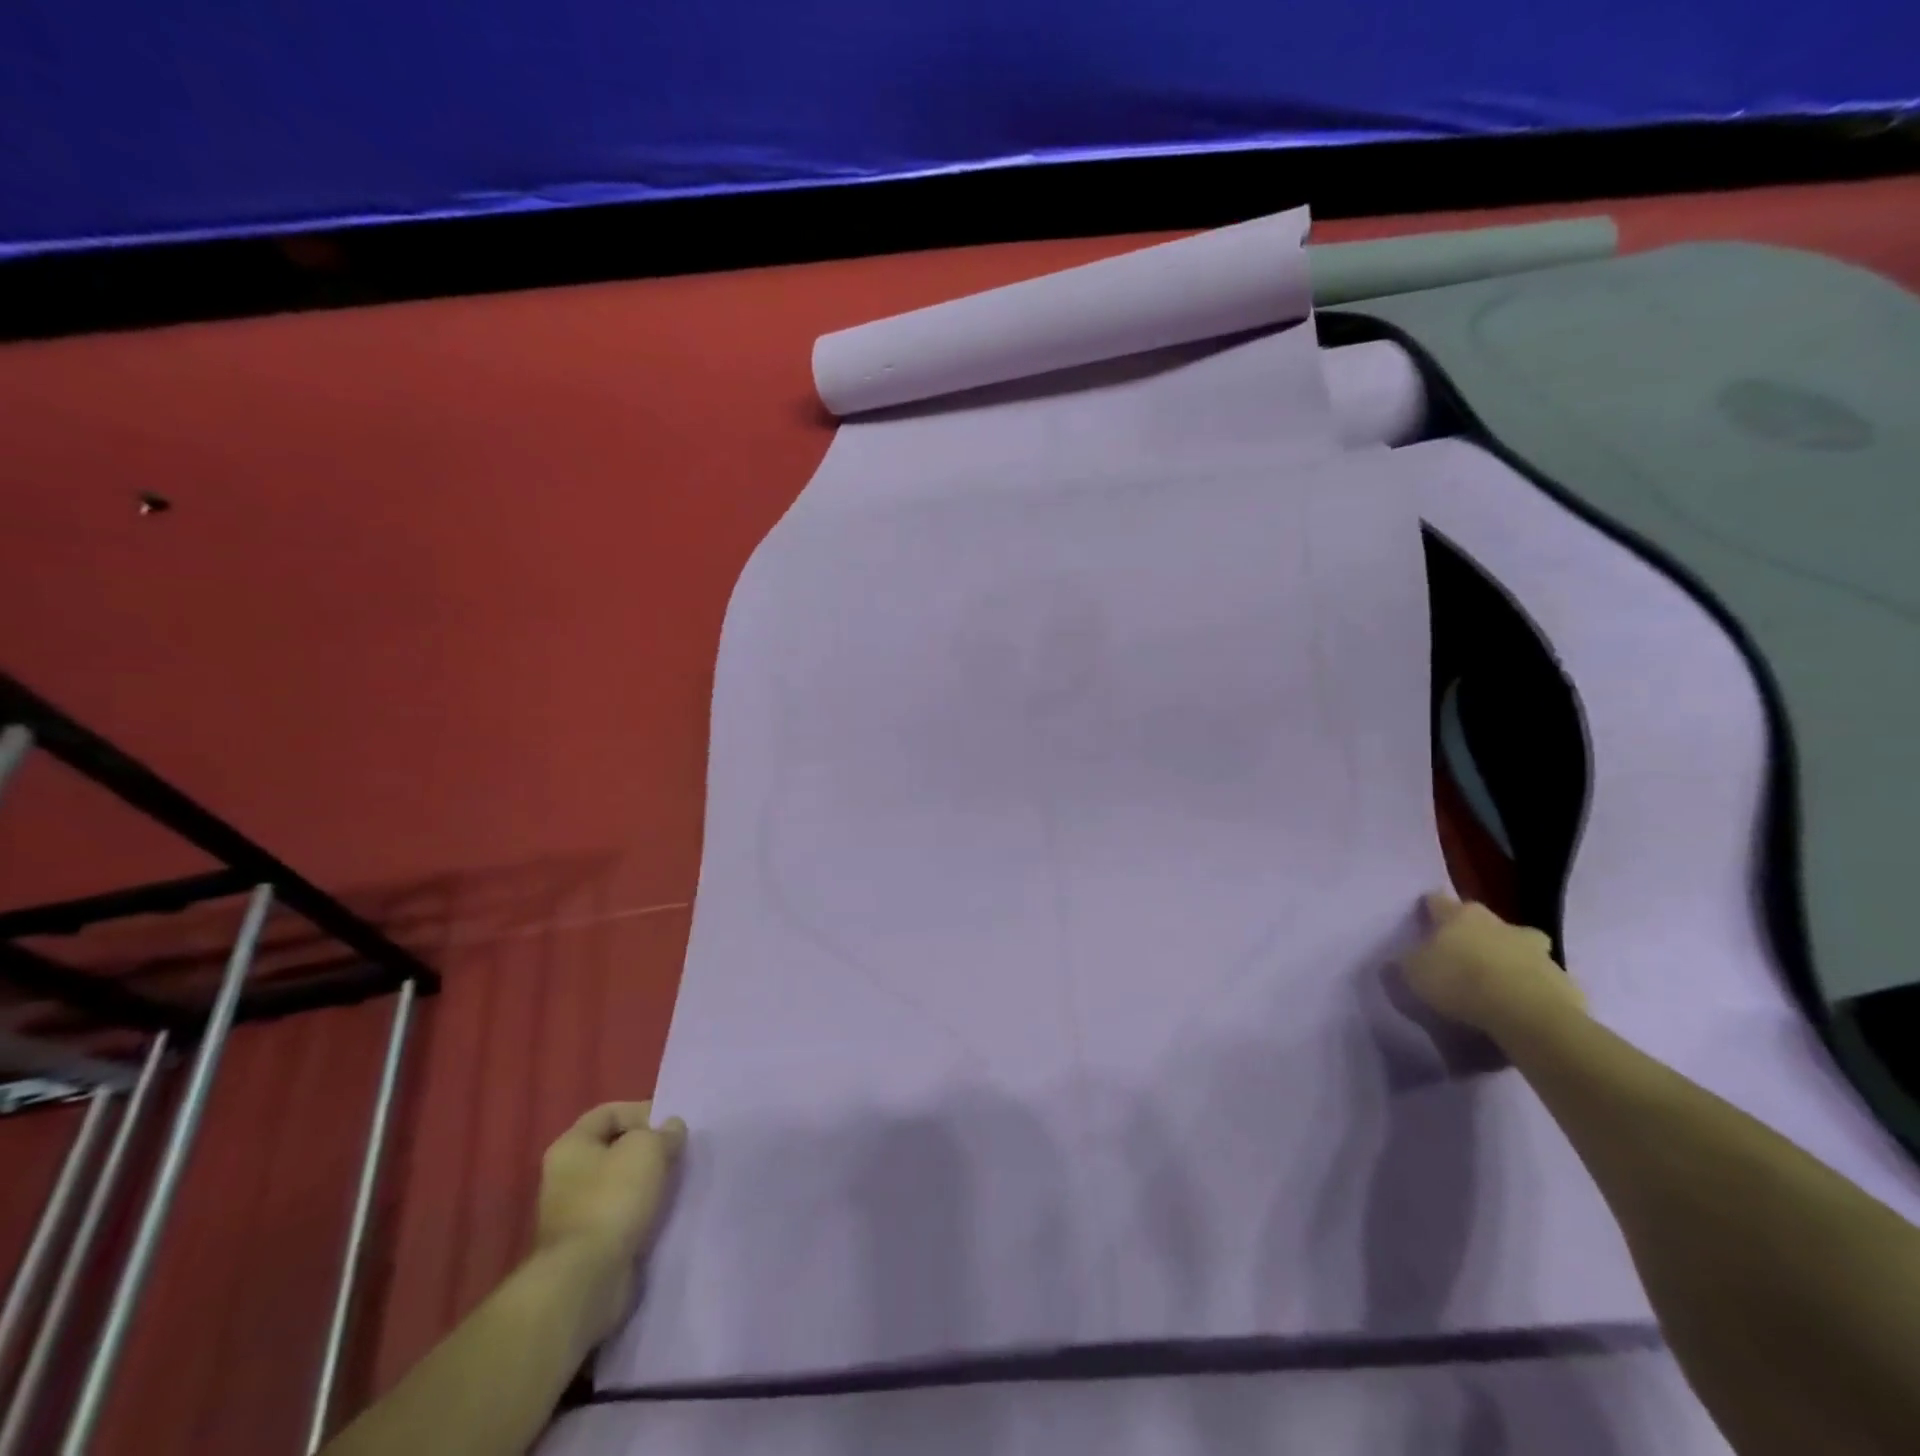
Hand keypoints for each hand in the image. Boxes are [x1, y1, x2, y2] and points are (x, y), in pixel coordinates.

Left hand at [535, 1101, 685, 1335]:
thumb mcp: (648, 1148)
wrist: (587, 1279)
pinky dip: (641, 1212)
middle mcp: (565, 1176)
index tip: (670, 1127)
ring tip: (675, 1184)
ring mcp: (574, 1214)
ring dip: (647, 1183)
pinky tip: (663, 1213)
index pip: (609, 1112)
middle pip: (615, 1149)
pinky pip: (621, 1215)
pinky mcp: (587, 1245)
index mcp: (570, 1146)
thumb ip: (664, 1132)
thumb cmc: (613, 1199)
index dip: (642, 1112)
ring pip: (620, 1184)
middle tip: (677, 1155)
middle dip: (648, 1149)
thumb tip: (671, 1129)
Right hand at [1398, 892, 1586, 1041]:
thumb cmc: (1460, 983)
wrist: (1527, 1016)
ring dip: (1511, 959)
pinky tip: (1523, 1008)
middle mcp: (1500, 924)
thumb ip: (1403, 964)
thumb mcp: (1413, 975)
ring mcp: (1538, 951)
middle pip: (1485, 922)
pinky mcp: (1564, 981)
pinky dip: (1534, 988)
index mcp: (1460, 916)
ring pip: (1521, 948)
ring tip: (1499, 984)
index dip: (1429, 909)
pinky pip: (1544, 981)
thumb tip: (1395, 962)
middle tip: (1465, 955)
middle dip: (1477, 934)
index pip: (1437, 901)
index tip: (1424, 919)